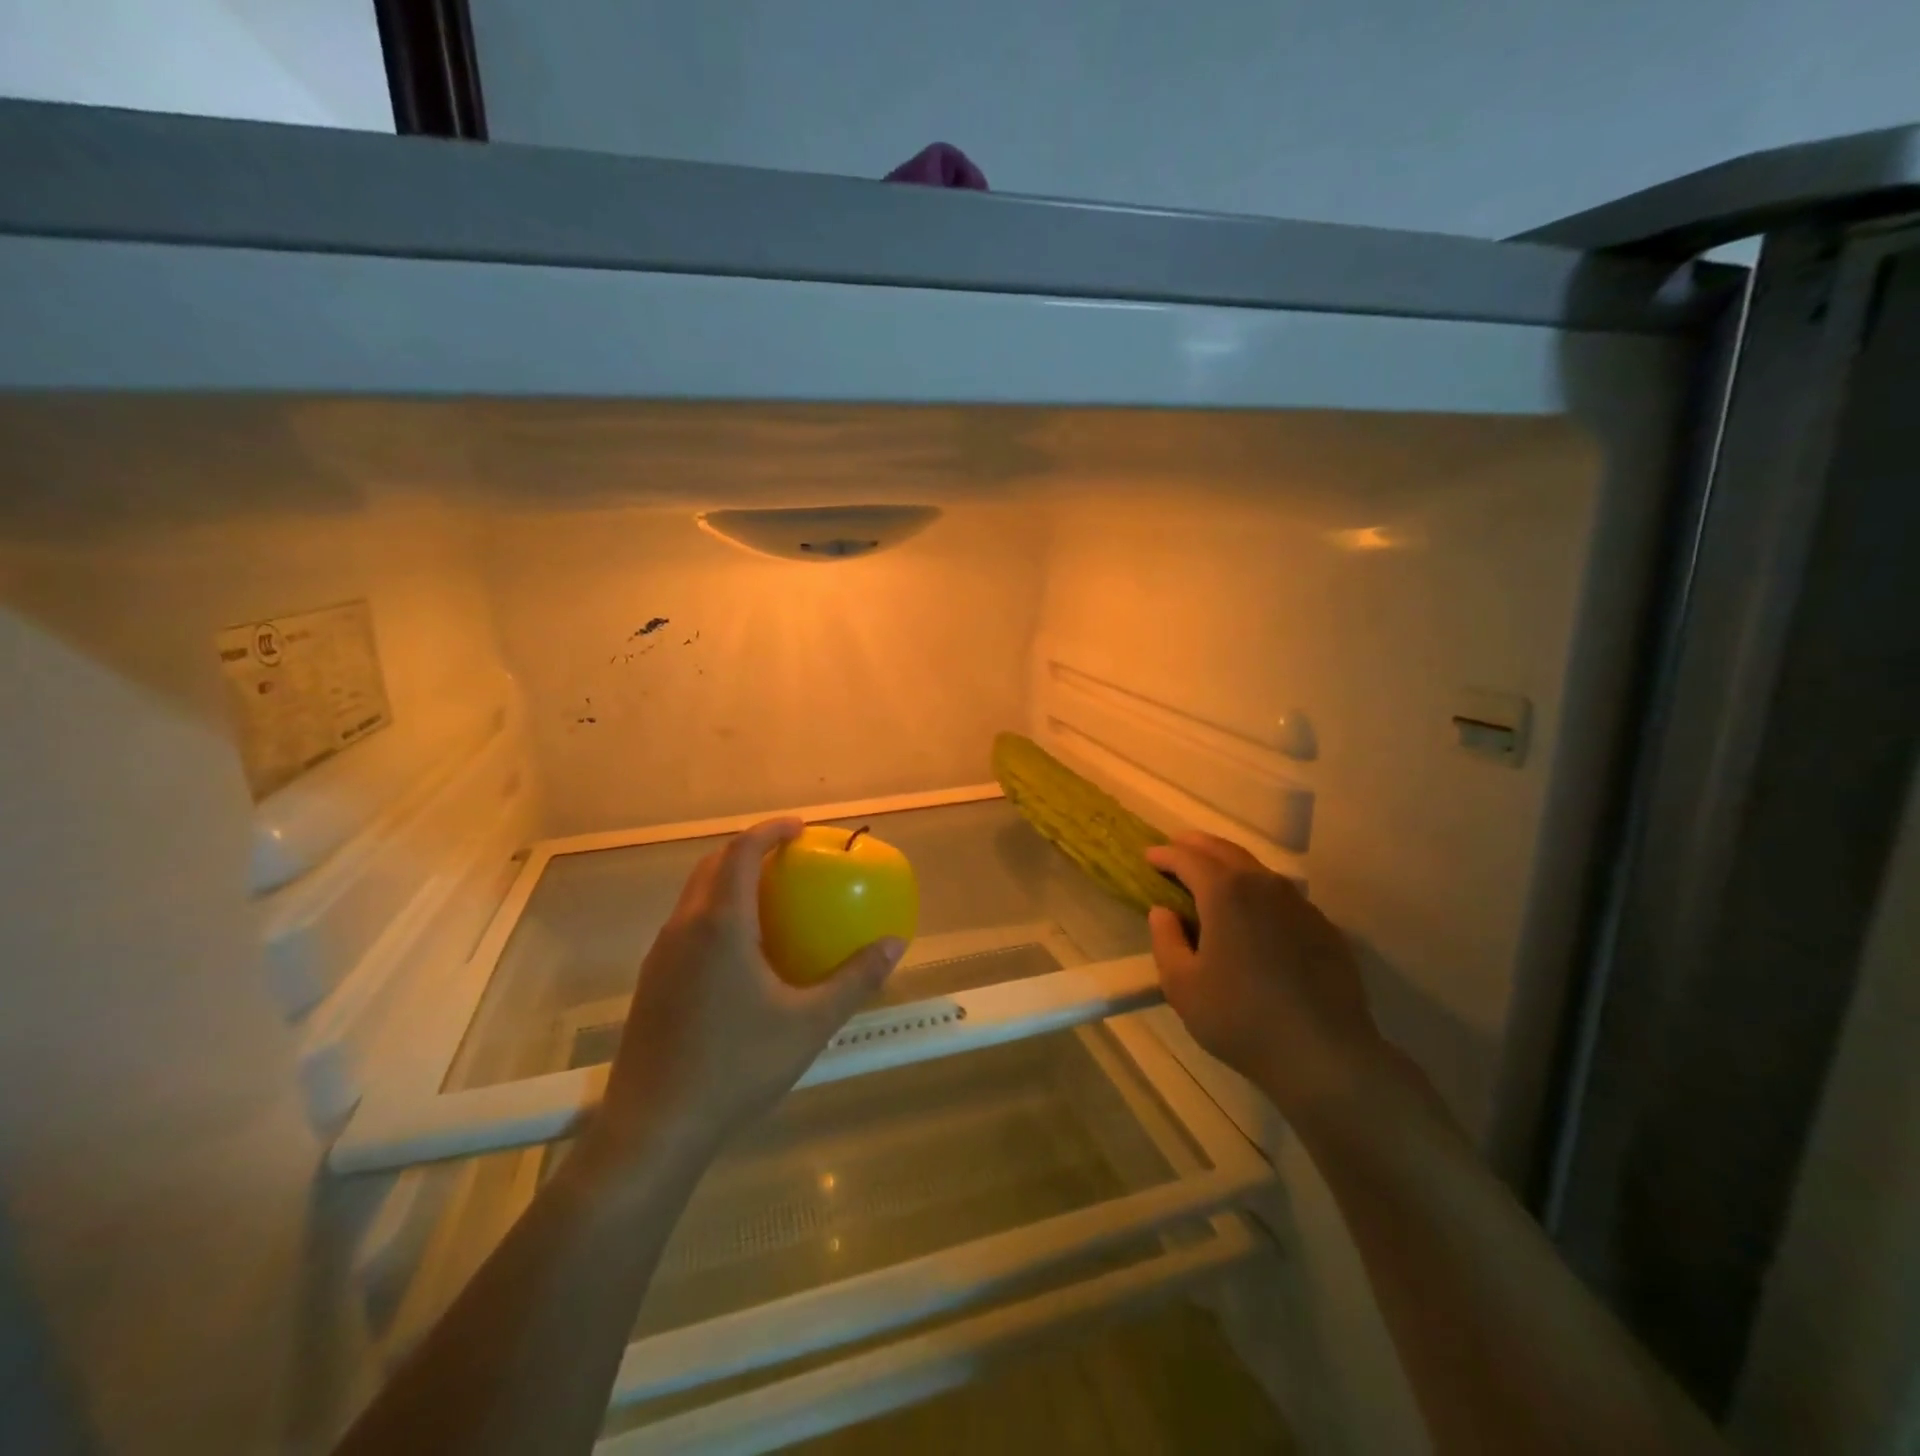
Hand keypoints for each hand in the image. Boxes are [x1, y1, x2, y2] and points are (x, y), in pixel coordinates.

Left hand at [586, 817, 904, 1169]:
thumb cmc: (736, 1067)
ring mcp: (662, 955)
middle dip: (748, 849)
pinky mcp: (652, 981)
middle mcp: (684, 928)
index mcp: (721, 925)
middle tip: (787, 857)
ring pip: (695, 894)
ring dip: (729, 879)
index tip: (800, 828)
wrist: (654, 1127)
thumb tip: (895, 944)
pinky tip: (741, 951)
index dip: (770, 830)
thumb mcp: (809, 1024)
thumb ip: (855, 979)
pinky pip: (687, 923)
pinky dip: (716, 911)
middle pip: (713, 864)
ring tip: (768, 896)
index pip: (741, 851)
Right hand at [1145, 832, 1391, 1117]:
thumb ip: (1165, 940)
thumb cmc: (1241, 1018)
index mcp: (1225, 892)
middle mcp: (1264, 885)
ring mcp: (1299, 904)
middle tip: (1177, 847)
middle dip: (1197, 845)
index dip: (1165, 855)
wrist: (1325, 1054)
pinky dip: (1258, 891)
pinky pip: (1282, 896)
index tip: (1149, 856)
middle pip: (1225, 851)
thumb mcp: (1182, 985)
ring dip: (1229, 864)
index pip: (1188, 858)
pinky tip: (1253, 913)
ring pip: (1257, 870)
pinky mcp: (1324, 927)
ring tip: (1211, 875)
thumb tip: (1164, 911)